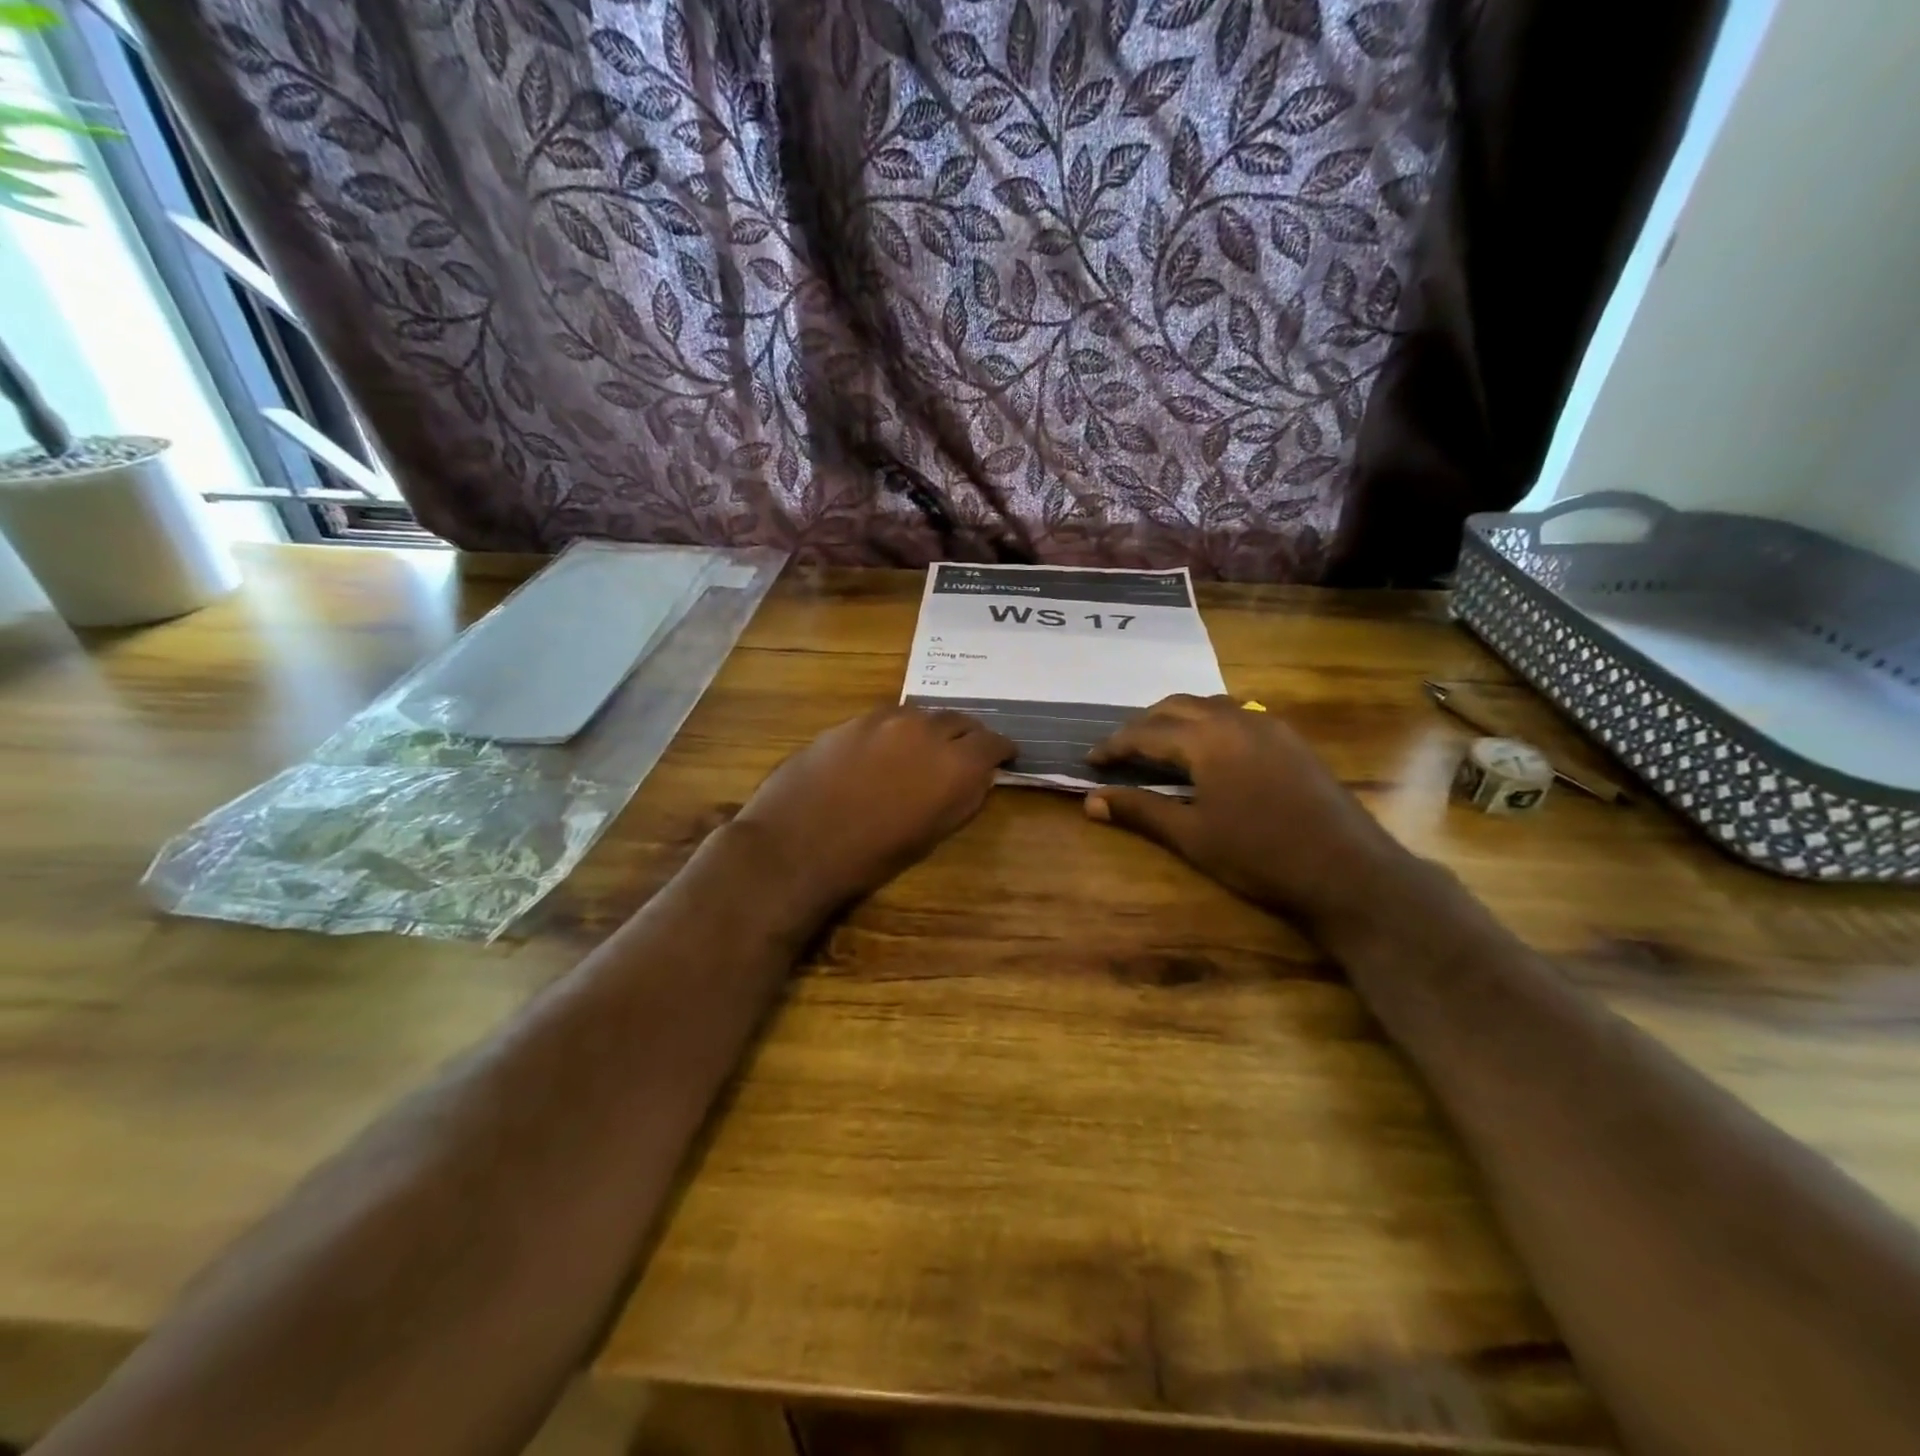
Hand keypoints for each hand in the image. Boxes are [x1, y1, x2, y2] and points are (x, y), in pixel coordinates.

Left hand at [733, 705, 1013, 911]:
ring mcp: (887, 719)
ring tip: (925, 748)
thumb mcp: (933, 834)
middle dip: (969, 735)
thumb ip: (964, 796)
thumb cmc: (871, 855)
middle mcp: (927, 730)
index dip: (1002, 750)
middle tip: (967, 752)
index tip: (1004, 757)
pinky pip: (889, 717)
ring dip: (932, 729)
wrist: (799, 844)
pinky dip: (899, 729)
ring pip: (924, 714)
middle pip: (961, 720)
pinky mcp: (854, 719)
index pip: (994, 742)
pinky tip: (887, 747)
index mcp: (955, 764)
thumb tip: (979, 776)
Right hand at [1084, 695, 1416, 934]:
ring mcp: (1268, 725)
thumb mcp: (1192, 836)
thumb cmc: (1260, 855)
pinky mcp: (1290, 739)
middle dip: (1142, 725)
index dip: (1114, 746)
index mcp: (1207, 739)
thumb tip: (1090, 801)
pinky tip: (1207, 749)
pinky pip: (1236, 715)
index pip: (1146, 733)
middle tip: (1120, 750)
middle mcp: (1236, 719)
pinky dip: (1207, 723)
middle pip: (1176, 706)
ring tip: (1157, 744)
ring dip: (1176, 718)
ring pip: (1208, 705)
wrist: (1347, 870)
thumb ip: (1140, 811)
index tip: (1090, 760)